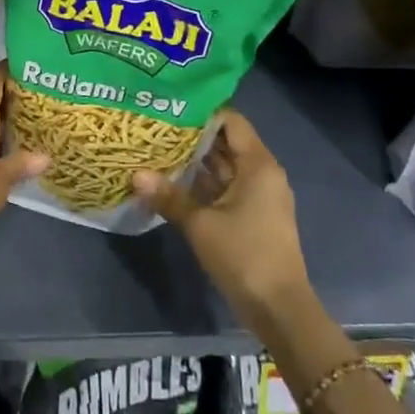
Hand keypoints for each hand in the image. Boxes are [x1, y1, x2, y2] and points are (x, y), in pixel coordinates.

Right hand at [134, 109, 309, 331]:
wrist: (278, 307)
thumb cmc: (243, 255)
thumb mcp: (200, 224)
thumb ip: (169, 196)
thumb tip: (136, 174)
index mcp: (258, 165)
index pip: (231, 122)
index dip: (202, 112)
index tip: (170, 106)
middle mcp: (262, 174)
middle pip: (227, 144)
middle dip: (193, 137)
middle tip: (156, 127)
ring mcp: (259, 196)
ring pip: (224, 168)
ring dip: (195, 162)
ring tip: (157, 149)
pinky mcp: (252, 216)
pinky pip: (225, 189)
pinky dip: (202, 184)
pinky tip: (172, 182)